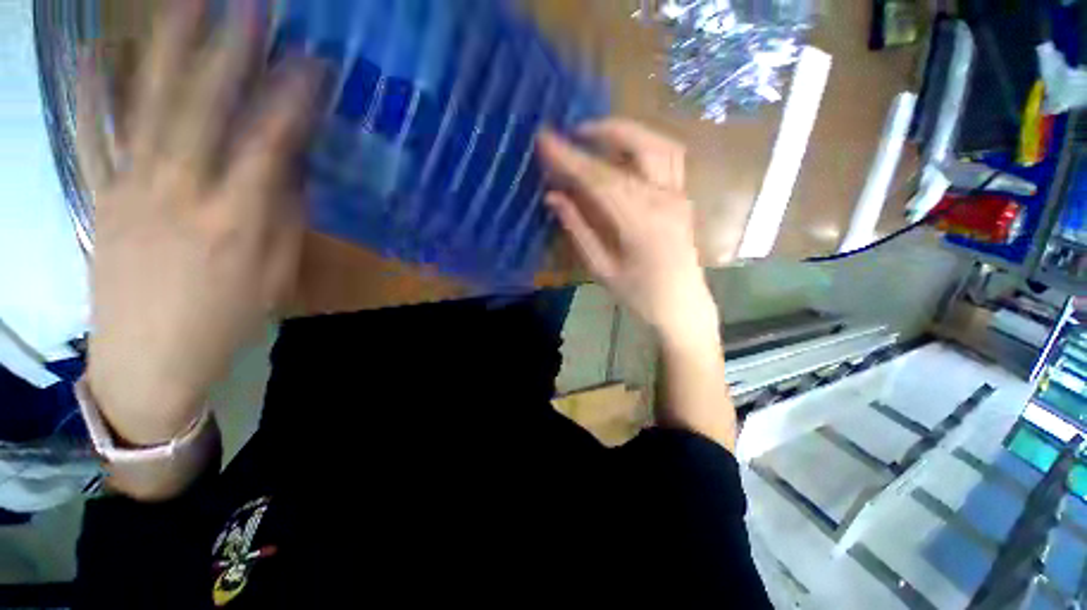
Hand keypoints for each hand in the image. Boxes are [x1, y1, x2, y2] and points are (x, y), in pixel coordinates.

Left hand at [81, 0, 322, 444]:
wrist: (149, 361)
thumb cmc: (225, 322)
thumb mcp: (274, 278)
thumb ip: (285, 219)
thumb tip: (290, 168)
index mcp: (236, 222)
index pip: (270, 144)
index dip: (293, 100)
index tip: (313, 63)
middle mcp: (181, 193)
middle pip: (204, 108)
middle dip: (229, 50)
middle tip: (250, 4)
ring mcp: (130, 188)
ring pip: (148, 106)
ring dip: (166, 49)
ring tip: (184, 1)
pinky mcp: (99, 197)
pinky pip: (92, 136)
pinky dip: (91, 92)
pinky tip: (95, 52)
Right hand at [537, 119, 717, 344]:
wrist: (682, 307)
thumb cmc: (640, 296)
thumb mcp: (602, 269)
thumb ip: (579, 229)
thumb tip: (553, 197)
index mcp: (641, 223)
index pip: (600, 179)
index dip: (570, 158)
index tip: (545, 139)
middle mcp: (665, 200)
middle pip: (639, 147)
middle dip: (604, 130)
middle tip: (575, 130)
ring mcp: (680, 195)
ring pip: (660, 144)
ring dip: (628, 131)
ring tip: (599, 135)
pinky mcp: (684, 197)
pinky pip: (668, 157)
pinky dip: (644, 144)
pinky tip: (623, 153)